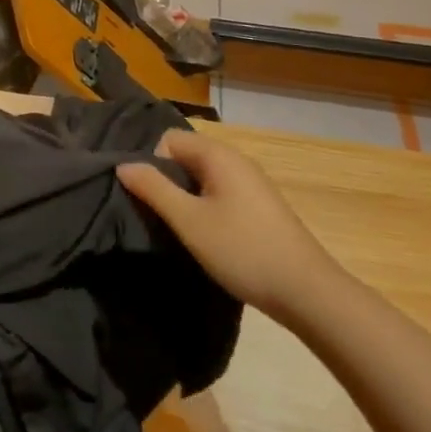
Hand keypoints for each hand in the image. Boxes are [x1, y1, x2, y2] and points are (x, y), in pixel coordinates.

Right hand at [118, 130, 339, 323]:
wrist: (307, 292)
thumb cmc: (242, 250)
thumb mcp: (189, 221)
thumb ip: (153, 189)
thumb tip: (123, 165)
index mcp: (218, 155)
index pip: (168, 139)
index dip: (151, 163)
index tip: (148, 198)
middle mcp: (235, 159)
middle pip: (185, 155)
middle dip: (166, 180)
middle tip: (156, 215)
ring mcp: (251, 182)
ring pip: (202, 176)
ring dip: (185, 196)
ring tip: (177, 228)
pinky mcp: (259, 205)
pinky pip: (219, 191)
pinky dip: (205, 206)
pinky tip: (205, 236)